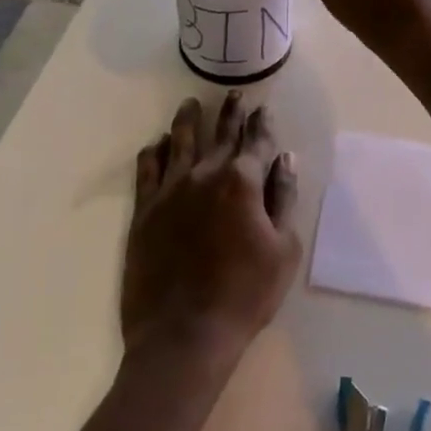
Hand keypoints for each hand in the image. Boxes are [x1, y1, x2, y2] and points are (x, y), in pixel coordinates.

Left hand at [121, 94, 300, 370]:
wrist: (183, 336)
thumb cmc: (244, 296)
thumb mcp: (283, 250)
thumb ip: (284, 198)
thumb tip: (286, 158)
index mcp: (242, 182)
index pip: (256, 141)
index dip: (261, 123)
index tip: (263, 109)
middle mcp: (205, 174)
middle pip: (220, 134)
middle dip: (230, 112)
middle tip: (234, 94)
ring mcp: (170, 190)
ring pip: (180, 141)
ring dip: (188, 120)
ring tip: (191, 103)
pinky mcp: (145, 210)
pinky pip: (147, 169)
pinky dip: (155, 151)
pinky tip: (158, 143)